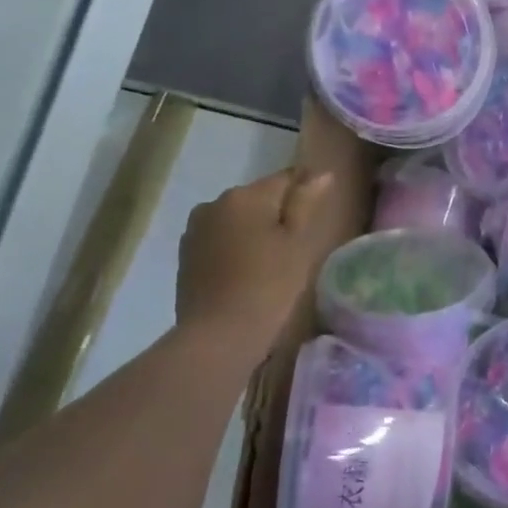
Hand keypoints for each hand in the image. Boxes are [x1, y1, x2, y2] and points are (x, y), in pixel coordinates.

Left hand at [177, 169, 336, 352]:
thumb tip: (320, 173)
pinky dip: (235, 248)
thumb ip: (306, 203)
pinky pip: (220, 239)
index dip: (304, 196)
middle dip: (277, 215)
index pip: (285, 179)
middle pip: (258, 198)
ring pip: (237, 219)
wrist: (219, 334)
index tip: (314, 221)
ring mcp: (196, 228)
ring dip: (254, 231)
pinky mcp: (186, 254)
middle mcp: (215, 202)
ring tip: (271, 263)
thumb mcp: (298, 243)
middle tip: (295, 248)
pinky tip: (246, 273)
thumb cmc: (269, 285)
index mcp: (246, 195)